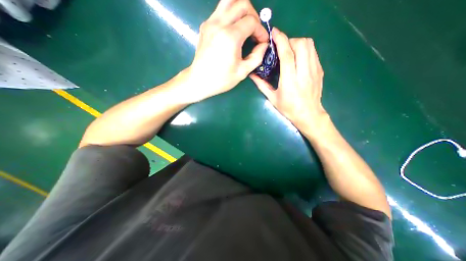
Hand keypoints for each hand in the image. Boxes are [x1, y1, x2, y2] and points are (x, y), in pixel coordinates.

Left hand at [184, 0, 267, 102]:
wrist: (200, 80)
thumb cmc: (221, 79)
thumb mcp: (243, 72)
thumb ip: (257, 56)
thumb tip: (264, 45)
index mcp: (230, 37)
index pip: (252, 21)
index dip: (261, 30)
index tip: (262, 42)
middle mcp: (219, 24)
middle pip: (242, 4)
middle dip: (253, 16)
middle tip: (254, 32)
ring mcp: (210, 22)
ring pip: (229, 0)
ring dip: (241, 10)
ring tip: (245, 26)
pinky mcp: (205, 25)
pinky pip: (220, 10)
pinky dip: (231, 15)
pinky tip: (233, 30)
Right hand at [251, 28, 326, 135]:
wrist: (309, 115)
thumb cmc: (288, 109)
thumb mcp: (272, 98)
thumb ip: (261, 85)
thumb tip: (252, 75)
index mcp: (290, 81)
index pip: (287, 55)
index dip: (281, 40)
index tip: (274, 33)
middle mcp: (304, 73)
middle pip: (301, 44)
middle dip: (290, 41)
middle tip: (282, 49)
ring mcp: (314, 70)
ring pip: (310, 45)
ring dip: (298, 43)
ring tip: (290, 52)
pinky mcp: (320, 70)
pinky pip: (313, 52)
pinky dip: (305, 49)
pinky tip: (298, 58)